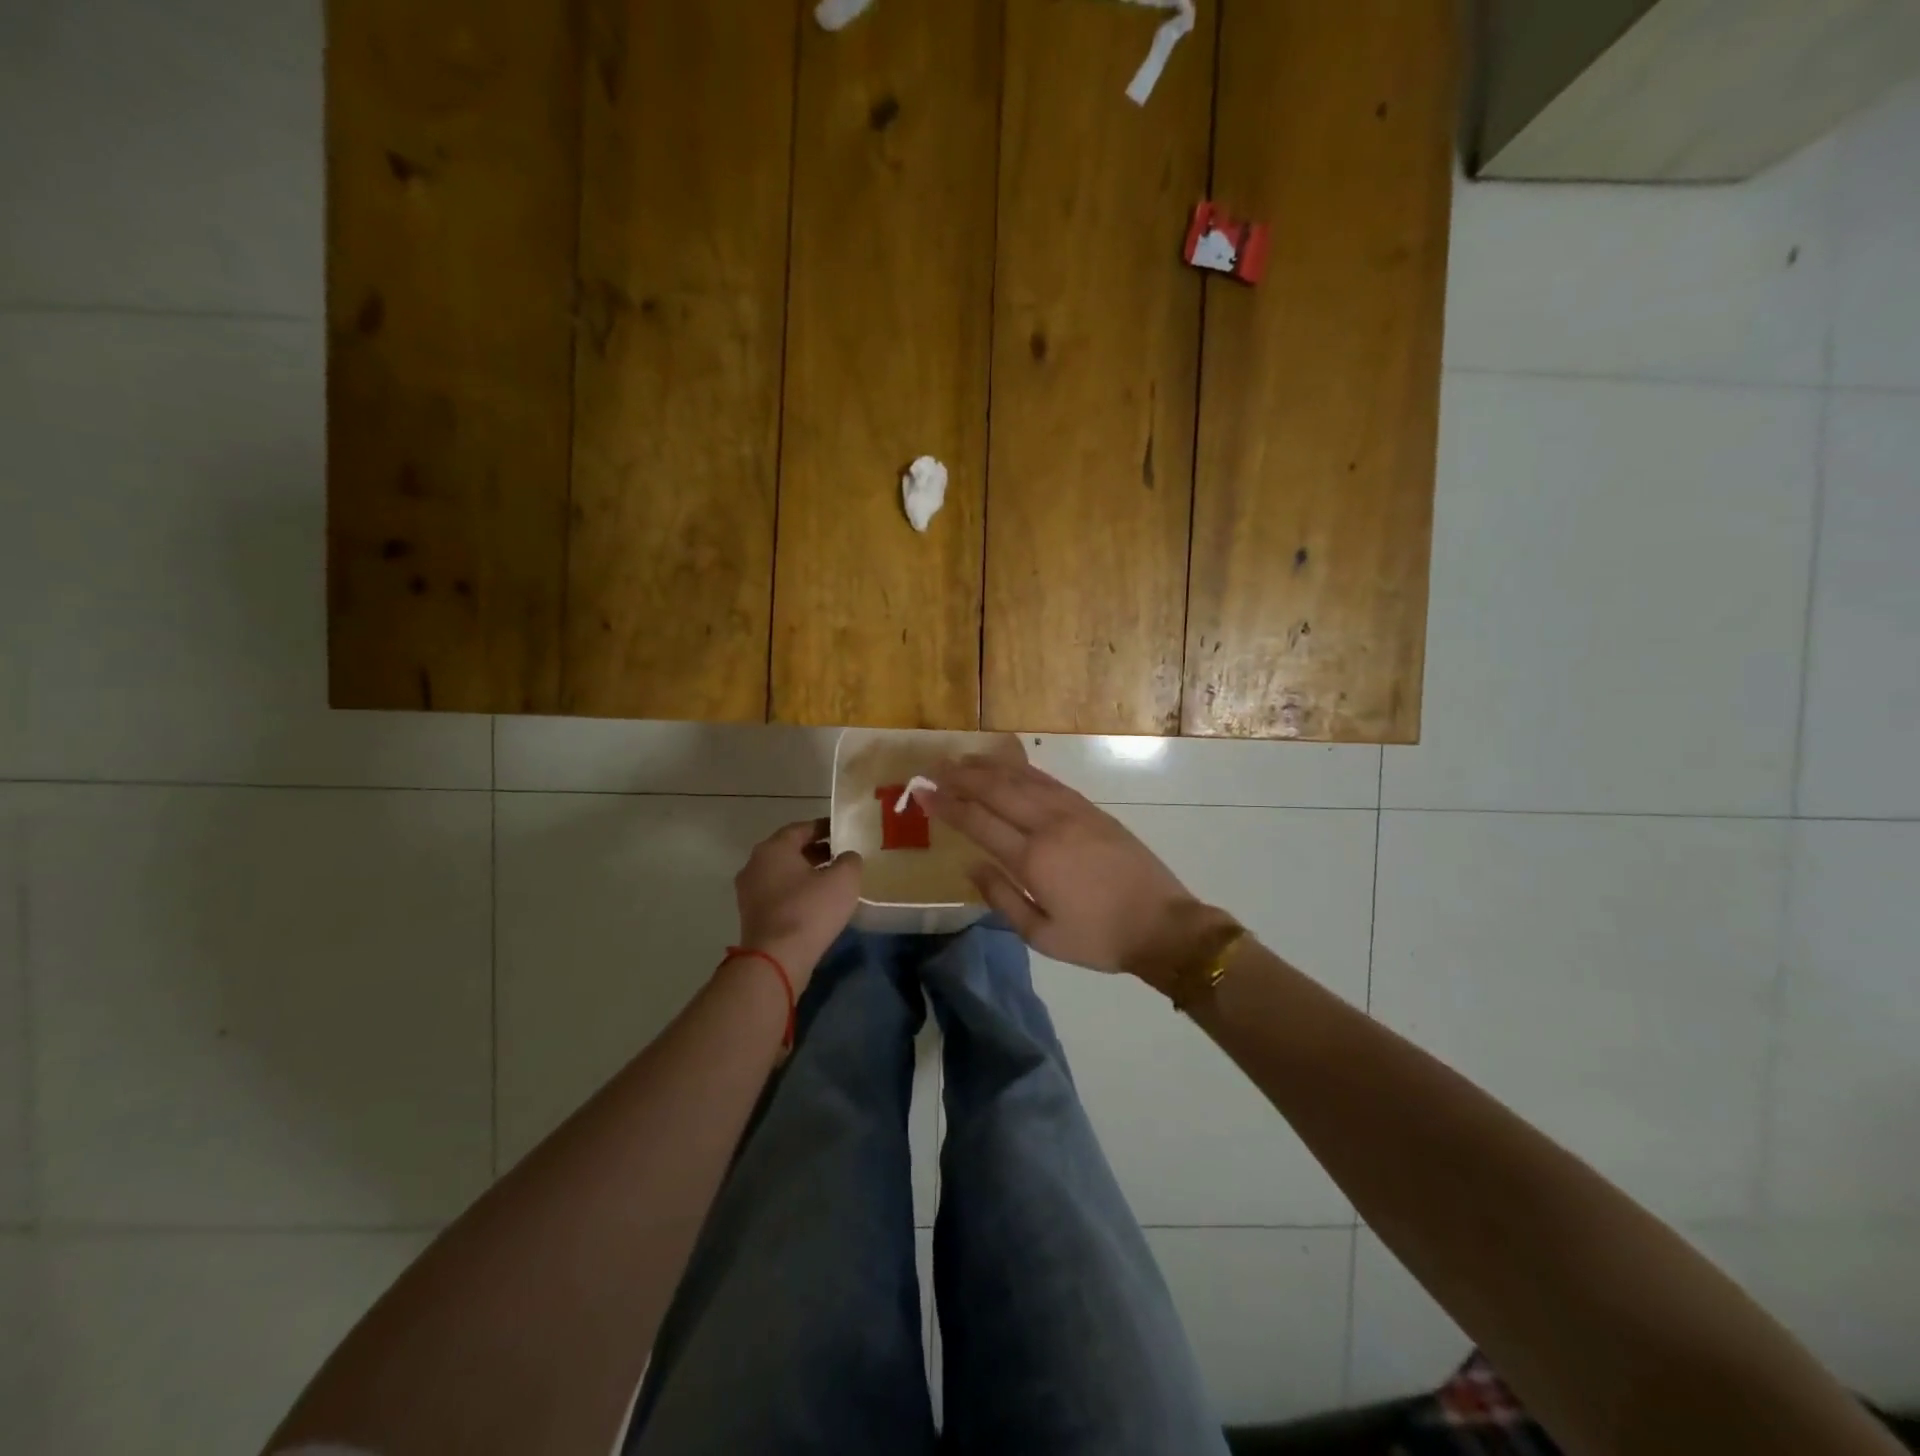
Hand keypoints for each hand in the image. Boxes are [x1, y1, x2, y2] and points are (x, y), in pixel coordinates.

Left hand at [732, 819, 862, 987]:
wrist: (776, 959)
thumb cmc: (810, 910)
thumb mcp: (843, 880)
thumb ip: (849, 860)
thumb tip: (846, 857)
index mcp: (774, 848)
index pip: (802, 828)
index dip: (824, 828)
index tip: (842, 832)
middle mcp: (755, 864)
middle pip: (789, 850)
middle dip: (815, 851)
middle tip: (840, 856)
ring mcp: (748, 891)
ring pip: (782, 873)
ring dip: (805, 873)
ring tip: (831, 881)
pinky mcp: (750, 915)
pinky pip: (776, 894)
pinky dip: (795, 892)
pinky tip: (815, 903)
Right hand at [922, 756, 1229, 987]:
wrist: (1162, 924)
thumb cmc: (1098, 939)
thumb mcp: (1043, 936)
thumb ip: (1002, 899)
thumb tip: (971, 866)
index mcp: (1034, 859)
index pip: (979, 822)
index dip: (947, 805)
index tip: (922, 792)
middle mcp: (1050, 825)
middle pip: (997, 790)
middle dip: (962, 777)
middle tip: (934, 767)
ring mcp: (1073, 812)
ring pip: (1023, 779)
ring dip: (989, 767)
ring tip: (962, 759)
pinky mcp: (1091, 810)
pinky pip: (1049, 781)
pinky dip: (1022, 770)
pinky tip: (1009, 766)